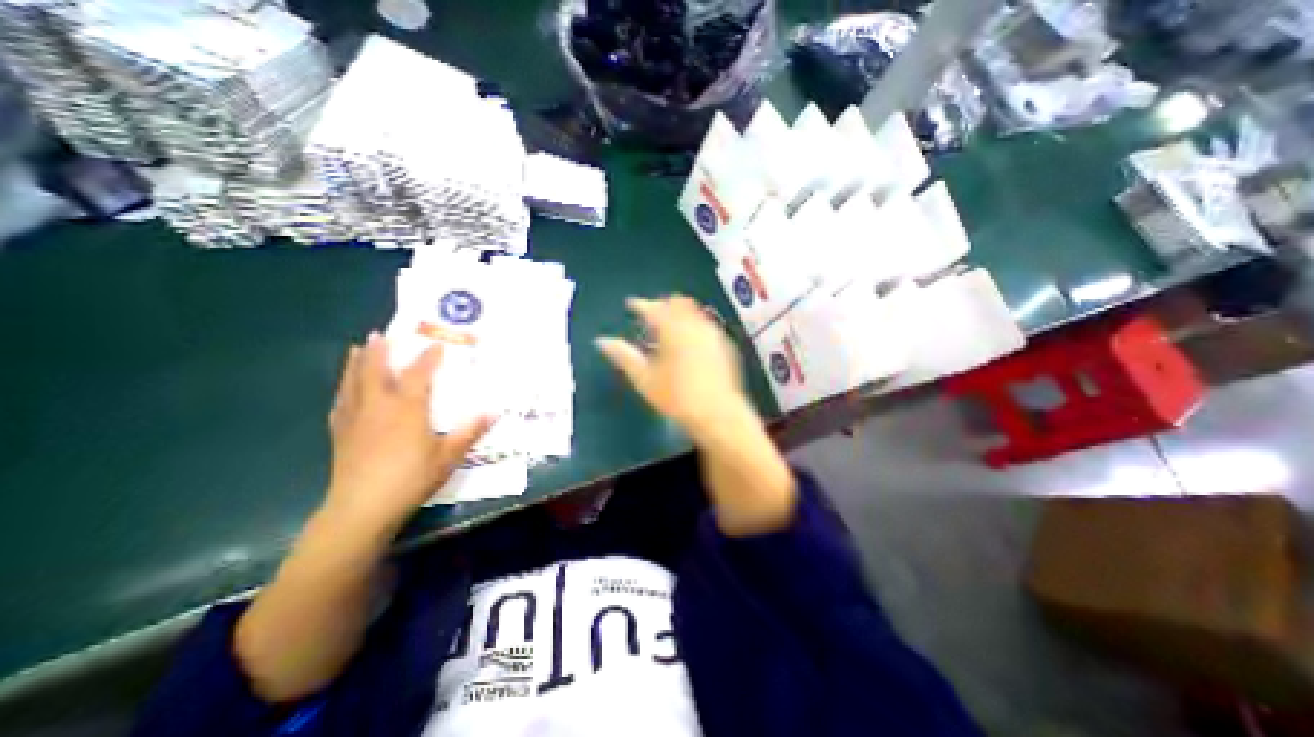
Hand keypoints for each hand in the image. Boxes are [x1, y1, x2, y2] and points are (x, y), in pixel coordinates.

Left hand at [322, 333, 491, 534]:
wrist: (362, 508)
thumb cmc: (411, 478)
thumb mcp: (449, 456)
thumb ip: (470, 431)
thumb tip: (494, 411)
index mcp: (408, 409)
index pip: (418, 375)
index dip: (428, 357)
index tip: (436, 343)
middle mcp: (379, 407)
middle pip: (376, 372)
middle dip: (379, 352)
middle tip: (379, 334)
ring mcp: (356, 419)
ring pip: (353, 383)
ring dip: (356, 364)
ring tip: (356, 349)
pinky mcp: (341, 434)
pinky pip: (341, 403)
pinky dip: (344, 389)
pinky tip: (344, 389)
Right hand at [596, 295, 749, 442]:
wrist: (717, 413)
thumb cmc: (676, 397)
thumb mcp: (644, 379)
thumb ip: (623, 356)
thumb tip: (602, 341)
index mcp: (673, 329)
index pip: (653, 308)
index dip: (639, 304)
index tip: (631, 304)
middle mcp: (695, 325)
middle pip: (677, 302)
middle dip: (662, 304)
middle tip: (650, 313)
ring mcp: (712, 333)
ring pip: (694, 311)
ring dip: (679, 313)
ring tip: (668, 326)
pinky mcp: (724, 345)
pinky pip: (706, 324)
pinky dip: (693, 324)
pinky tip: (689, 341)